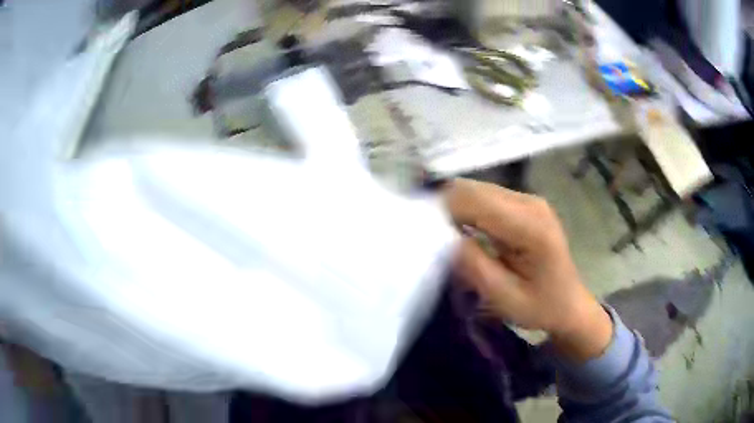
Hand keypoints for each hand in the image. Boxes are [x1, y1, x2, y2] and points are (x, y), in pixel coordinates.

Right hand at [444, 178, 612, 360]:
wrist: (569, 303)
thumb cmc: (540, 307)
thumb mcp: (504, 298)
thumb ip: (473, 265)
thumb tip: (442, 236)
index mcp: (531, 226)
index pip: (475, 200)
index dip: (443, 210)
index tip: (422, 234)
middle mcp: (530, 202)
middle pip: (474, 189)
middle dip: (446, 208)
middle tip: (429, 238)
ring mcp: (529, 199)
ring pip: (477, 189)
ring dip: (456, 208)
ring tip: (444, 236)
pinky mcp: (524, 203)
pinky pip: (486, 197)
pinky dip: (468, 210)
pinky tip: (463, 231)